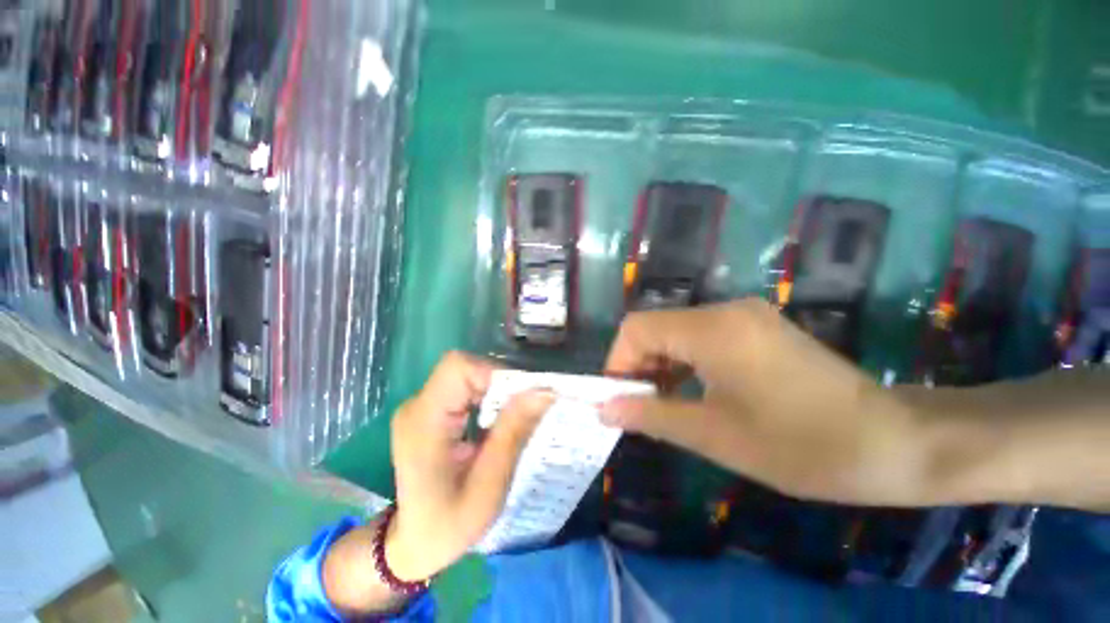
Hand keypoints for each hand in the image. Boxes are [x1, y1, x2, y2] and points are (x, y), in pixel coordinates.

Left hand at [386, 352, 553, 579]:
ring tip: (511, 420)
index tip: (521, 397)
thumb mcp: (489, 484)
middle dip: (501, 383)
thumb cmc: (448, 524)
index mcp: (424, 422)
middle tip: (524, 411)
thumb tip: (543, 390)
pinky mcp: (430, 410)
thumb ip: (513, 431)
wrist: (412, 543)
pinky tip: (496, 422)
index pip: (458, 367)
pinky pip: (464, 387)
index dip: (494, 372)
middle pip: (465, 368)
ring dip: (496, 390)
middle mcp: (417, 405)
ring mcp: (421, 406)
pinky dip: (488, 396)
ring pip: (468, 374)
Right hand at [600, 299, 934, 506]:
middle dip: (638, 366)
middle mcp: (724, 310)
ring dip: (661, 366)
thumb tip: (604, 409)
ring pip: (676, 332)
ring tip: (664, 405)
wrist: (898, 442)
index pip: (636, 328)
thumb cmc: (805, 446)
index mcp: (712, 329)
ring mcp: (743, 316)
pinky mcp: (755, 328)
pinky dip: (684, 363)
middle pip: (655, 327)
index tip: (617, 399)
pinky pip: (700, 337)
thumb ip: (651, 415)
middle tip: (639, 408)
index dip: (618, 361)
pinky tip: (693, 392)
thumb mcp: (716, 436)